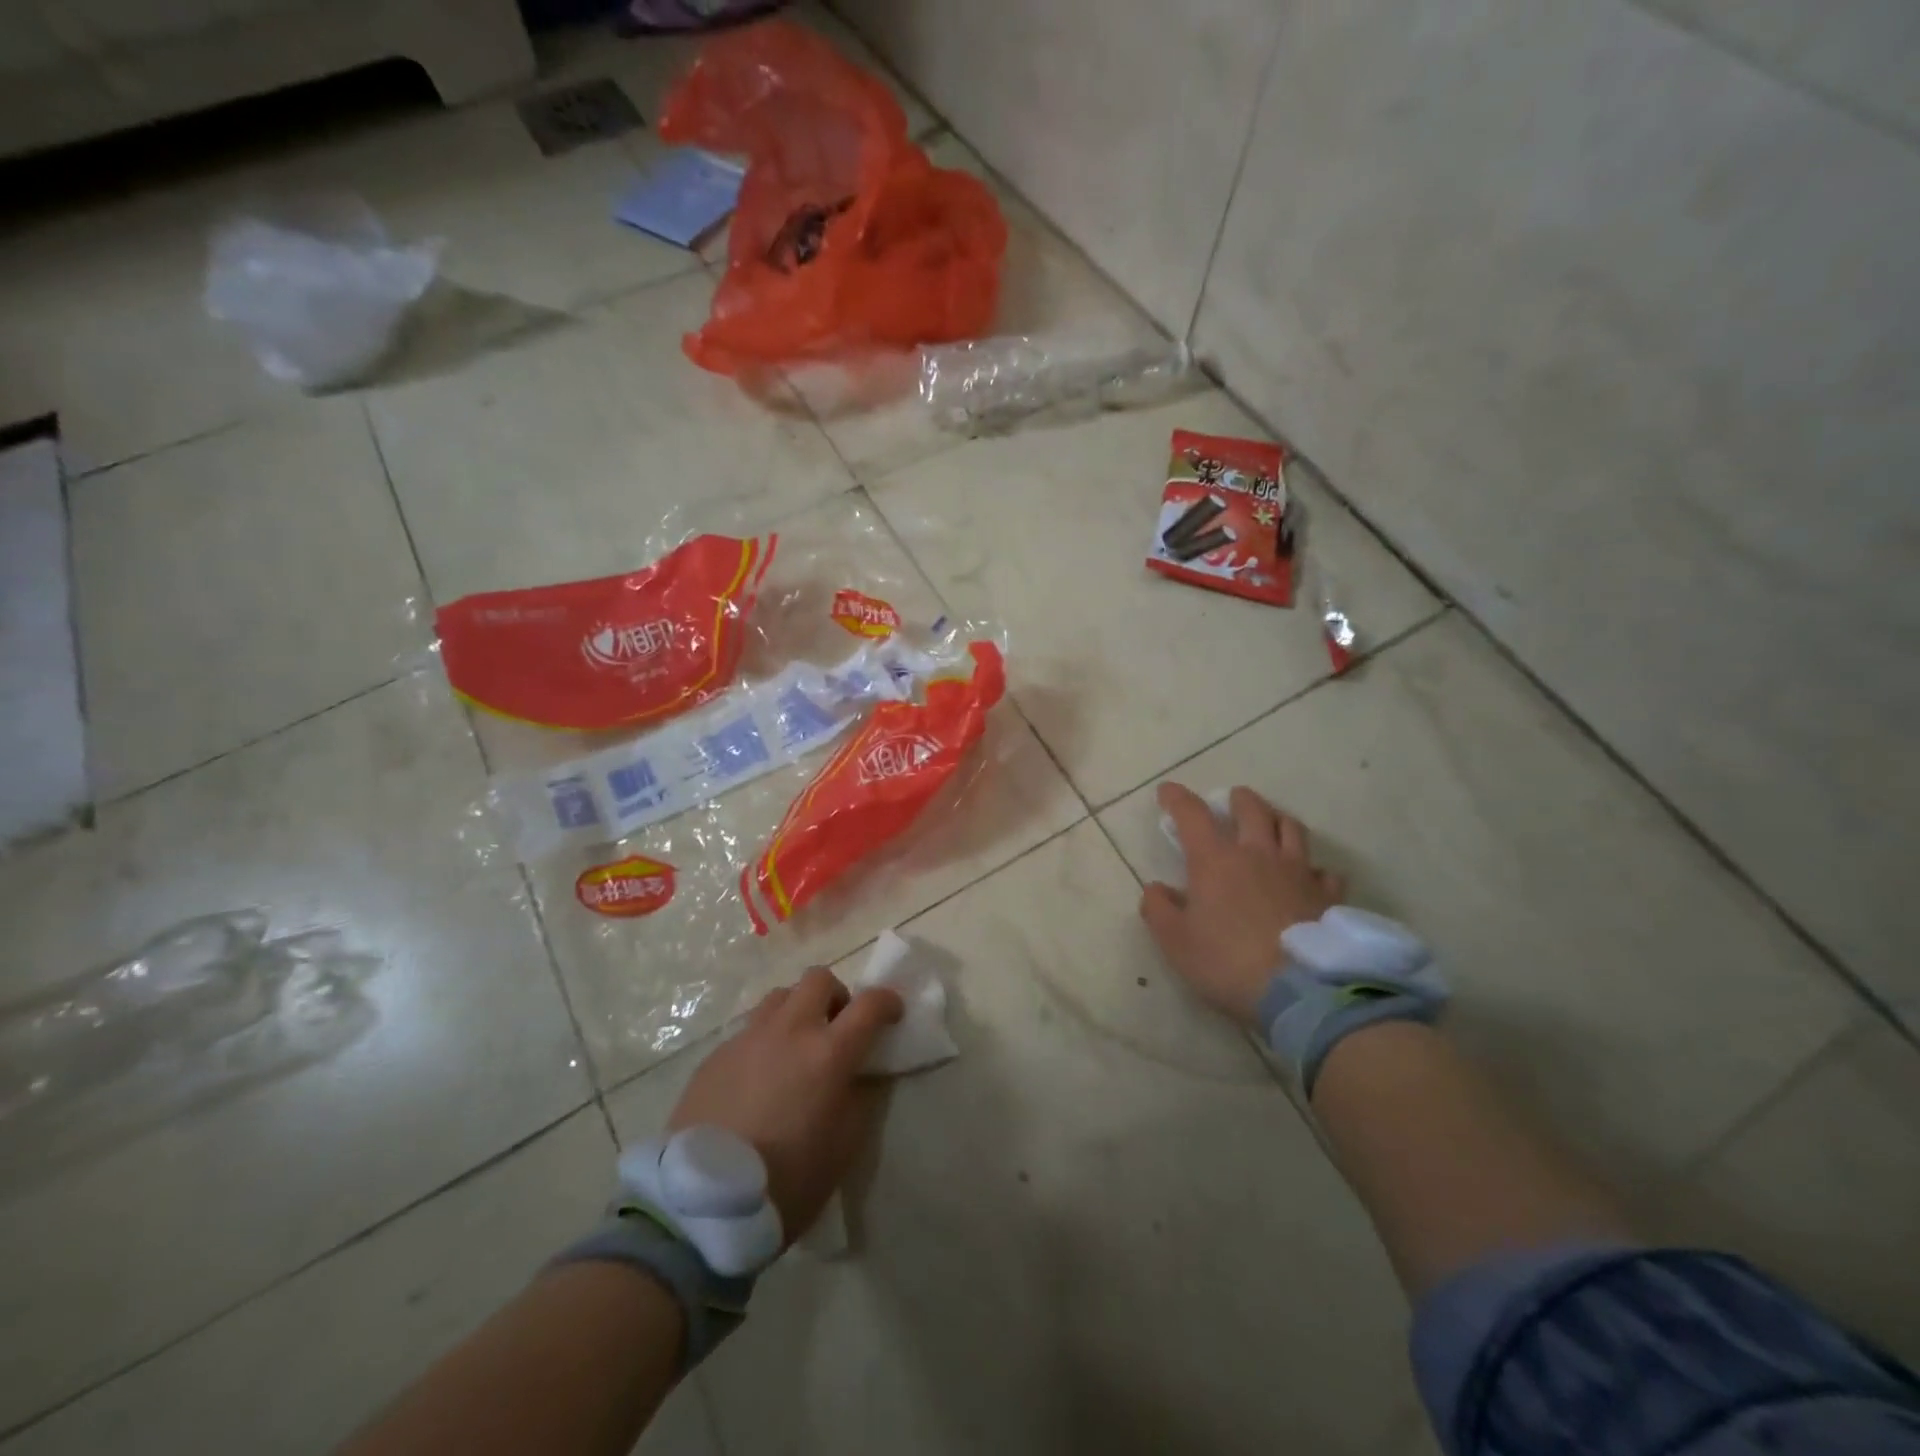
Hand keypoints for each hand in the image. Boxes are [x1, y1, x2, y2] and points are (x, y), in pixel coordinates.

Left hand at [668, 967, 902, 1244]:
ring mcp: (748, 1038)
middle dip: (836, 995)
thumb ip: (859, 1099)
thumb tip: (859, 1074)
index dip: (887, 1002)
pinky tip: (759, 1077)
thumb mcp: (844, 1148)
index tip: (892, 1013)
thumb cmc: (787, 1181)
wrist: (702, 1204)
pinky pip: (749, 1029)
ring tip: (796, 1046)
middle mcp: (789, 1031)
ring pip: (780, 996)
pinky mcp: (716, 1054)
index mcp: (828, 1053)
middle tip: (837, 1026)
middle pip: (819, 978)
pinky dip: (765, 1039)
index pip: (869, 1004)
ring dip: (798, 1010)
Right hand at [1140, 783, 1346, 1023]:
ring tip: (1271, 825)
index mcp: (1215, 860)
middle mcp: (1258, 854)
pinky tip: (1309, 878)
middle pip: (1251, 809)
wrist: (1301, 992)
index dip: (1177, 799)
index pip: (1193, 814)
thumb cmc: (1227, 962)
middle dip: (1238, 800)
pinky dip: (1313, 869)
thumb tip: (1157, 888)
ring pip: (1291, 828)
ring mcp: (1298, 872)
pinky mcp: (1328, 897)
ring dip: (1276, 820)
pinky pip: (1324, 871)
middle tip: (1231, 801)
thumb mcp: (1175, 941)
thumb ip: (1159, 909)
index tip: (1167, 792)